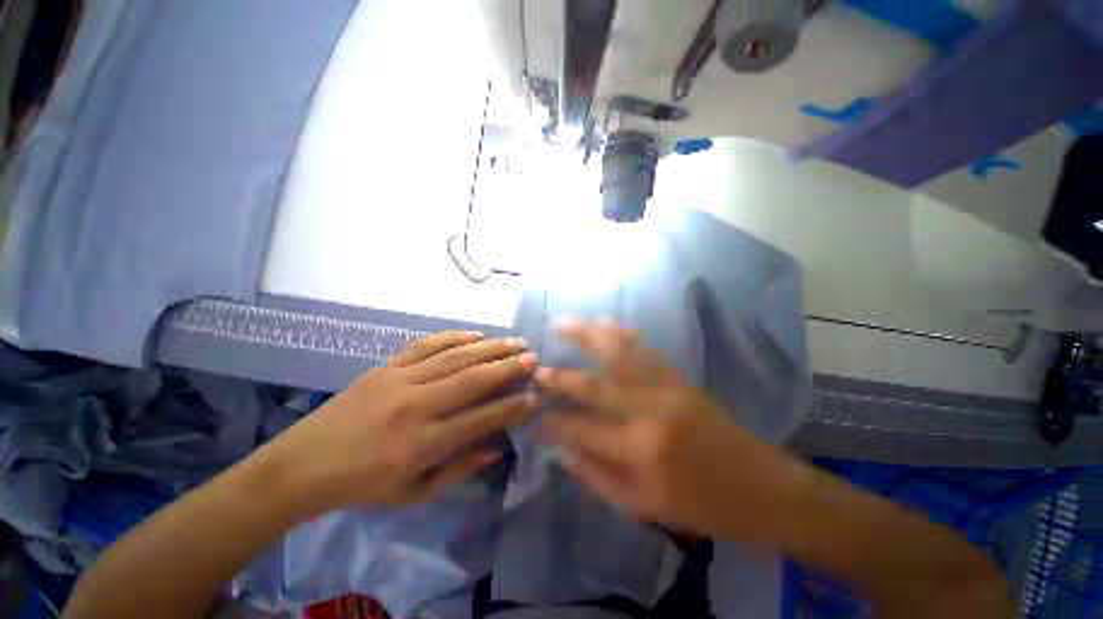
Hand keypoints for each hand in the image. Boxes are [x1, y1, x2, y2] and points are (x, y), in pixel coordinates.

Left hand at [269, 331, 538, 513]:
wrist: (304, 464)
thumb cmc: (363, 486)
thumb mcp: (414, 494)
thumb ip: (460, 469)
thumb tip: (498, 447)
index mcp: (423, 444)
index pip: (481, 419)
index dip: (513, 407)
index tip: (535, 396)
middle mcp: (417, 406)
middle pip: (473, 380)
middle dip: (508, 368)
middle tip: (533, 357)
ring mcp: (400, 380)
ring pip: (454, 357)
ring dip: (489, 347)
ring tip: (514, 342)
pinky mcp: (386, 366)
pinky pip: (426, 344)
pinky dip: (453, 336)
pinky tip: (475, 334)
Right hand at [536, 321, 806, 539]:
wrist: (759, 487)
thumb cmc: (700, 505)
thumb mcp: (642, 507)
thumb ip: (596, 477)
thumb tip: (562, 449)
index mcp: (641, 451)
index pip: (583, 430)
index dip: (555, 423)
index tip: (535, 416)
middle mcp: (650, 412)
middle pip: (595, 385)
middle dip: (561, 377)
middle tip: (538, 368)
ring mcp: (667, 388)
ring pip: (619, 352)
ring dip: (588, 335)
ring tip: (563, 324)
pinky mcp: (680, 377)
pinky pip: (644, 348)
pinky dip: (619, 333)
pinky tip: (603, 324)